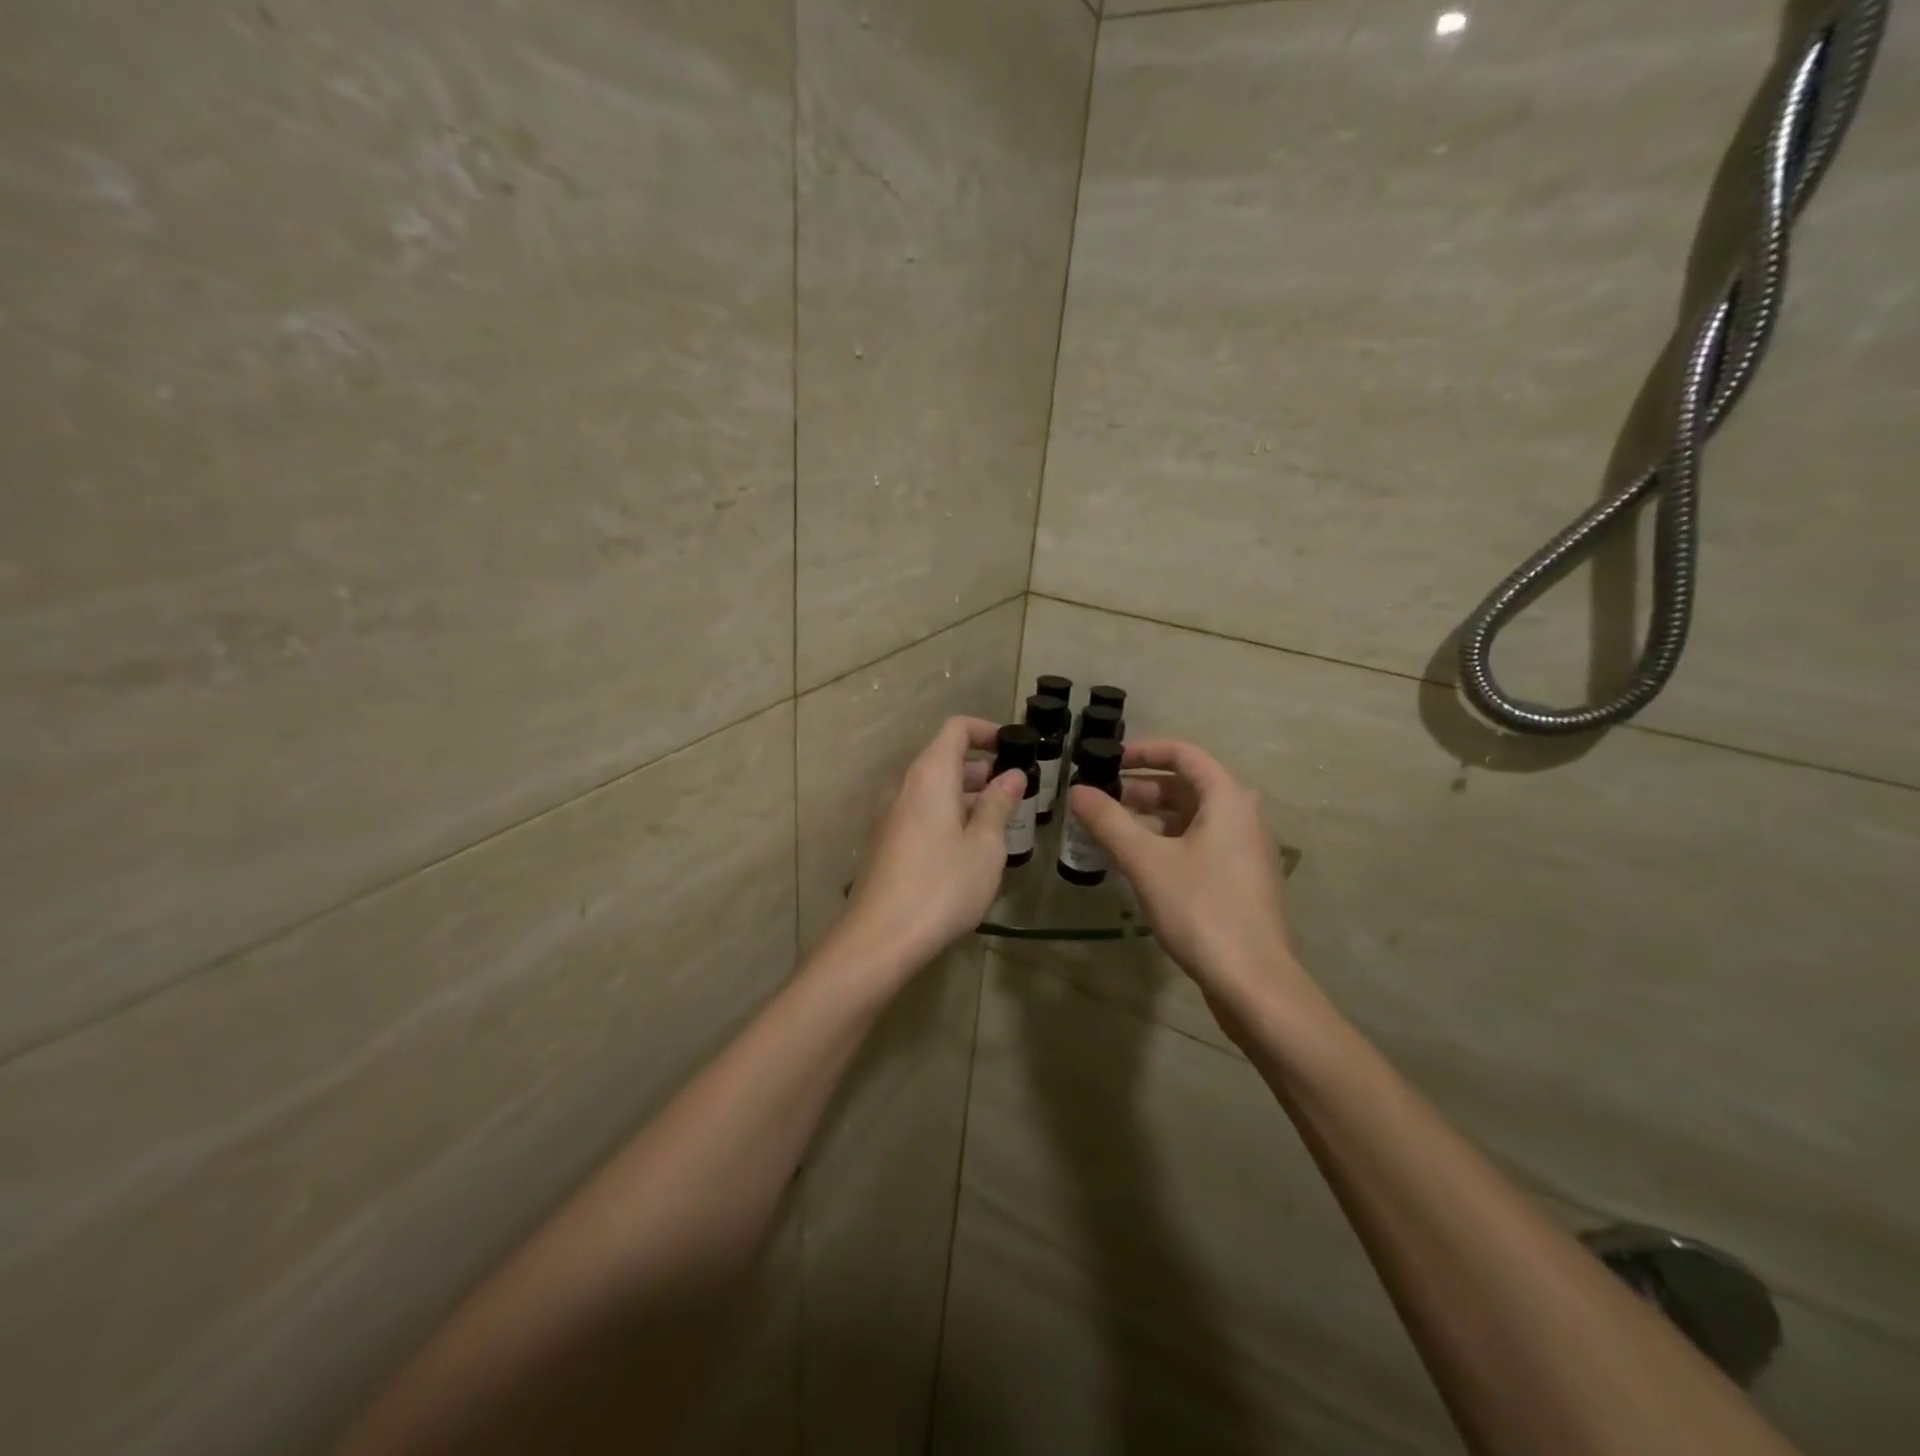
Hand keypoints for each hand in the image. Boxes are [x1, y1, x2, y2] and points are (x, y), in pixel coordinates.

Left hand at [838, 716, 1024, 980]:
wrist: (880, 938)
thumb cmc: (942, 885)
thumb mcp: (984, 845)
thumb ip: (999, 804)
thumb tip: (1012, 775)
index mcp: (930, 775)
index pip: (956, 729)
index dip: (987, 731)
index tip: (1015, 747)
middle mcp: (905, 787)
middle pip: (944, 759)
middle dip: (982, 769)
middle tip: (1016, 793)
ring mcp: (890, 816)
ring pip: (934, 790)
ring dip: (968, 796)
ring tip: (1001, 823)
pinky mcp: (886, 843)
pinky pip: (922, 813)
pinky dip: (949, 816)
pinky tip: (970, 850)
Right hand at [1067, 739, 1314, 1024]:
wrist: (1253, 982)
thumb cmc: (1201, 909)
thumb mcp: (1146, 861)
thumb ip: (1108, 821)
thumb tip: (1077, 790)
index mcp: (1228, 799)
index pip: (1183, 754)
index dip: (1142, 751)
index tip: (1106, 761)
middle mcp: (1242, 816)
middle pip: (1186, 786)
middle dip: (1140, 789)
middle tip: (1099, 801)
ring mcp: (1244, 849)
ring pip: (1190, 818)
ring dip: (1149, 819)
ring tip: (1108, 832)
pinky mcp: (1239, 879)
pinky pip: (1198, 844)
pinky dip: (1166, 843)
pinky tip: (1136, 863)